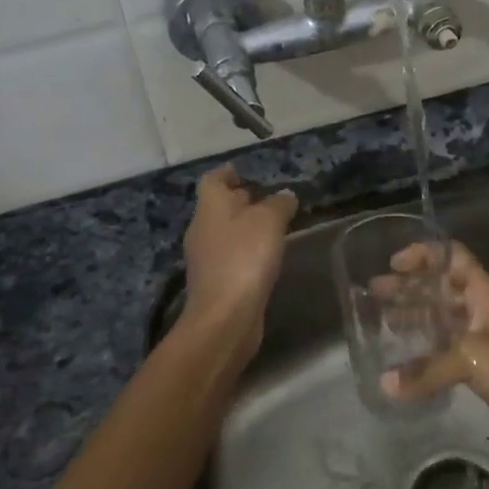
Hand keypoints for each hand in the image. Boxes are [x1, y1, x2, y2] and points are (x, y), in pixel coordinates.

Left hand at [181, 165, 298, 345]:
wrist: (225, 317)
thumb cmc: (244, 258)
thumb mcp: (269, 221)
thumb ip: (279, 204)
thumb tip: (285, 196)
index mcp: (210, 207)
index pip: (213, 180)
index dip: (228, 173)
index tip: (245, 171)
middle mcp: (202, 229)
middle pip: (219, 206)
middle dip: (241, 200)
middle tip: (269, 198)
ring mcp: (206, 258)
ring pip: (226, 232)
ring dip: (246, 227)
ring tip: (274, 227)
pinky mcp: (216, 283)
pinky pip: (231, 256)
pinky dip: (246, 251)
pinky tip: (267, 257)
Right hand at [380, 240, 488, 464]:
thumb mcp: (472, 359)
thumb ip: (427, 370)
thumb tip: (385, 384)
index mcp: (485, 293)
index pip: (453, 257)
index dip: (425, 254)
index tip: (393, 263)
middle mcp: (483, 310)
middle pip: (442, 288)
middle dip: (410, 287)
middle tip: (374, 293)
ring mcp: (483, 341)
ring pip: (443, 320)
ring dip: (415, 317)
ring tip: (382, 320)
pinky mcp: (482, 370)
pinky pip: (446, 353)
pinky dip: (424, 352)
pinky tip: (402, 361)